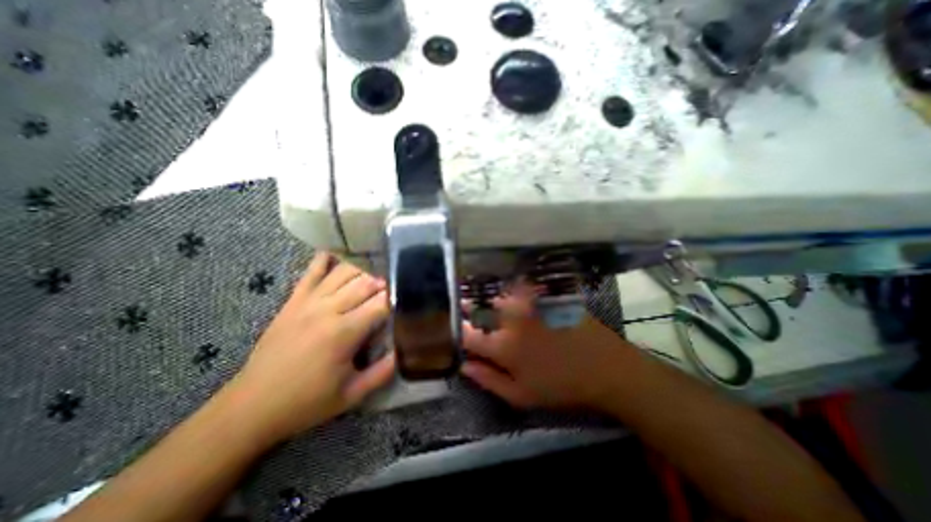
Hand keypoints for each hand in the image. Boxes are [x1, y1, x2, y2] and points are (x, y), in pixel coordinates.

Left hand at [232, 253, 395, 443]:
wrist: (251, 407)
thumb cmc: (306, 402)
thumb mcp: (351, 395)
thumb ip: (383, 372)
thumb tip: (405, 350)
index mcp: (344, 332)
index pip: (380, 304)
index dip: (397, 299)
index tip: (409, 299)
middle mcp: (328, 309)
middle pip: (365, 284)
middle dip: (385, 283)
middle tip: (396, 287)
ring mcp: (308, 302)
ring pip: (344, 274)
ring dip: (365, 271)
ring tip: (377, 275)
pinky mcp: (293, 301)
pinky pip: (312, 273)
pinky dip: (326, 260)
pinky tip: (338, 253)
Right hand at [462, 281, 631, 411]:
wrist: (605, 367)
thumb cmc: (561, 387)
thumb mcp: (522, 396)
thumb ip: (489, 380)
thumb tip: (464, 366)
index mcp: (504, 346)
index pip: (470, 335)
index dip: (461, 332)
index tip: (460, 331)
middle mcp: (512, 320)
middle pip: (482, 310)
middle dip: (469, 309)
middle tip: (464, 308)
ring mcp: (529, 305)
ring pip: (500, 296)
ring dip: (489, 298)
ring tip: (486, 302)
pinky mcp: (544, 297)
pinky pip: (522, 289)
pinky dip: (511, 290)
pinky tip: (511, 294)